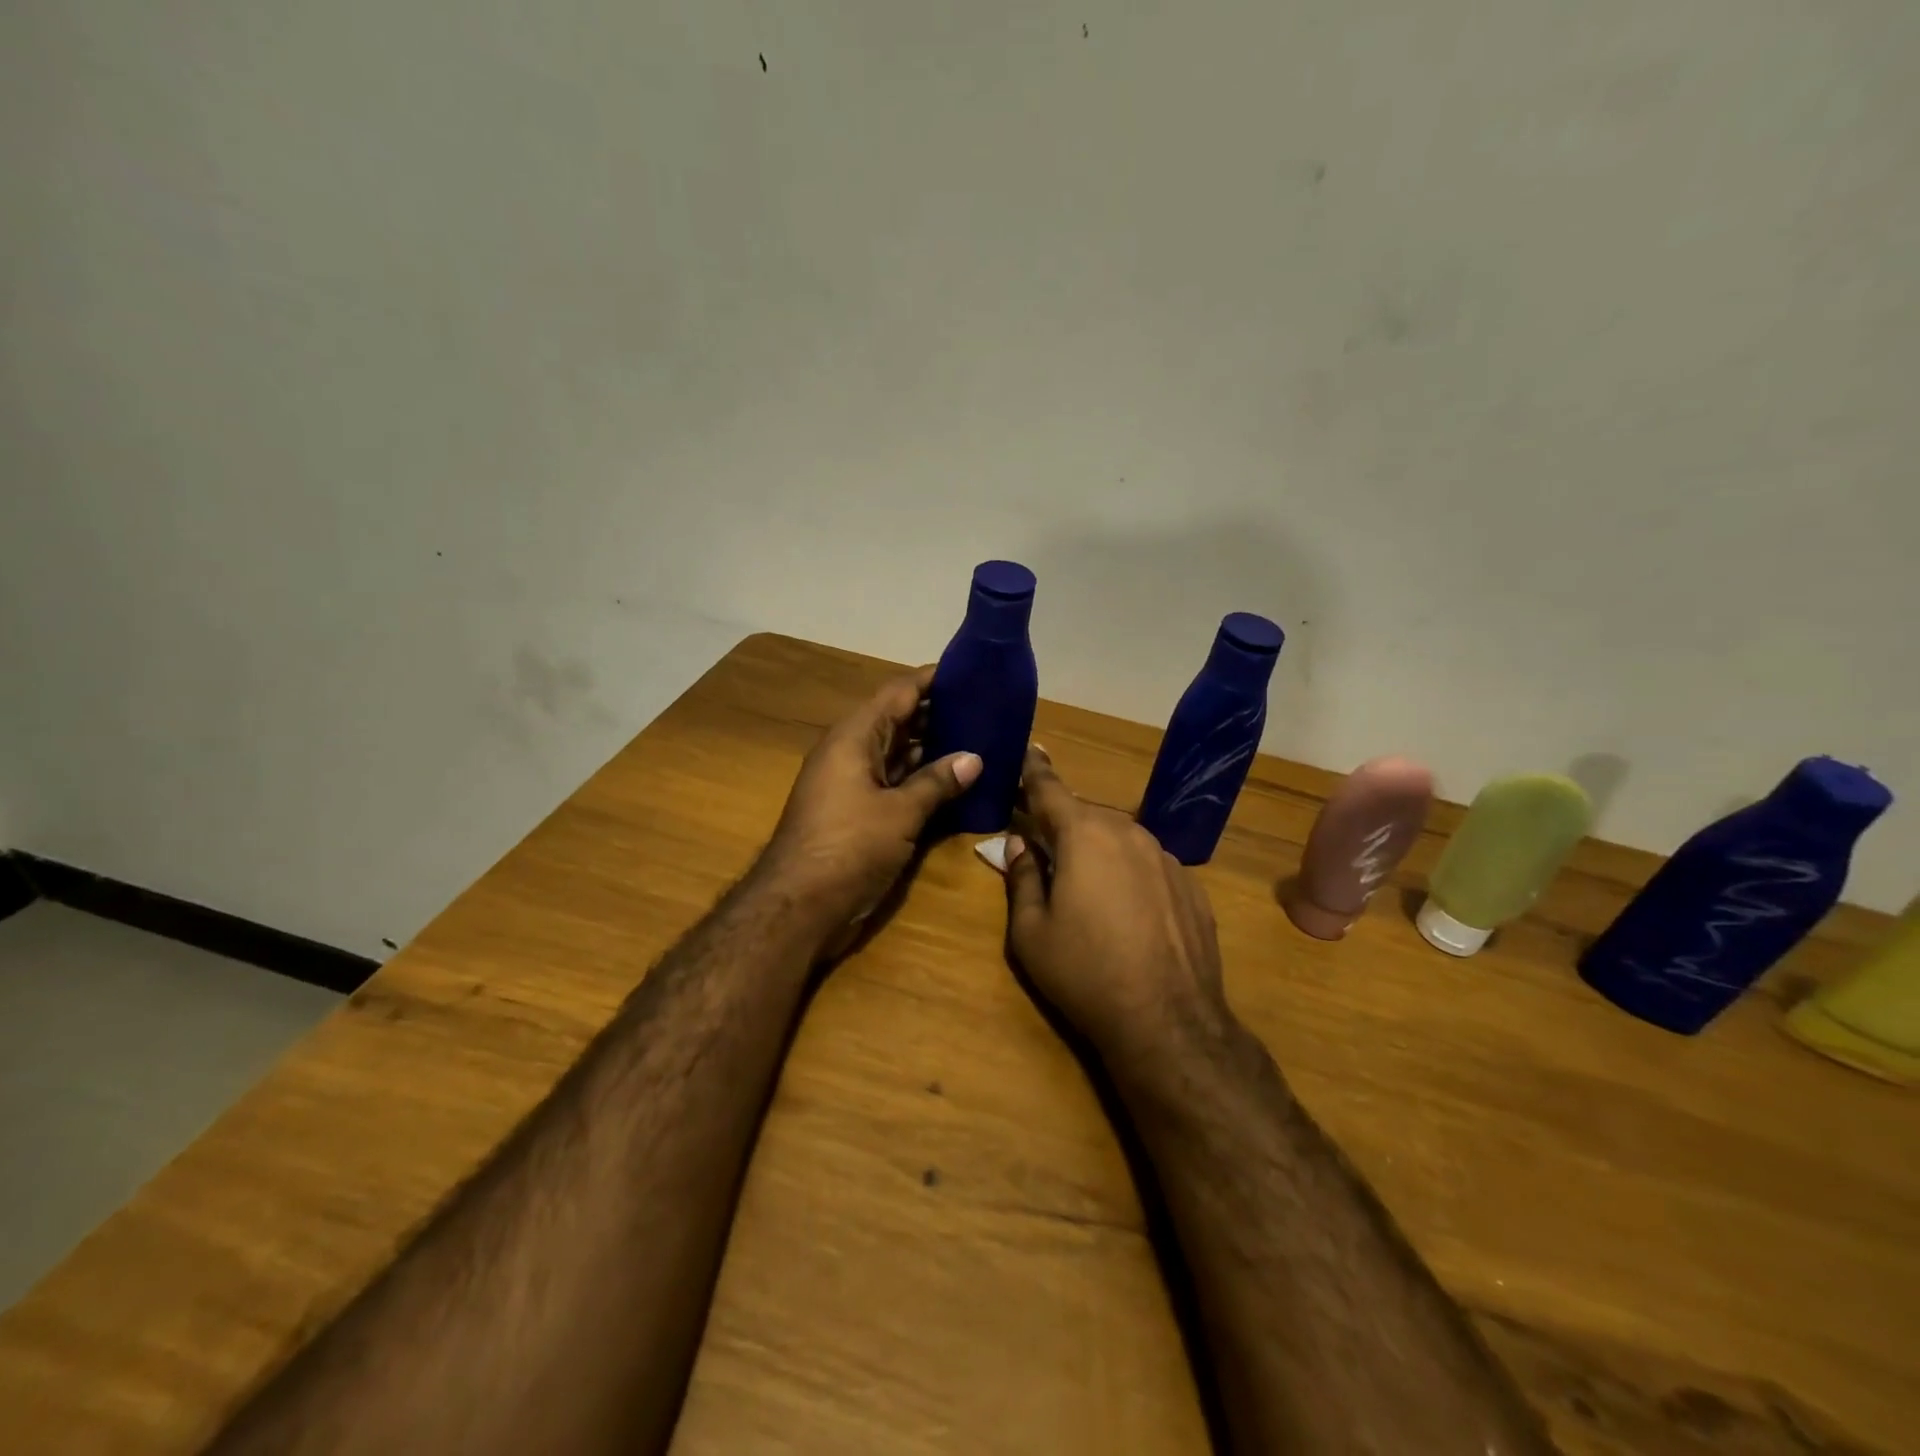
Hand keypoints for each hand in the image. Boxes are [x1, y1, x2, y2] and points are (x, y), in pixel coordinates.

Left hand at [756, 666, 980, 955]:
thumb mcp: (900, 813)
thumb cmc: (848, 847)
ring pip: (900, 754)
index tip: (971, 670)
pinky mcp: (859, 813)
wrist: (798, 906)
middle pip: (900, 721)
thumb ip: (937, 782)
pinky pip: (896, 783)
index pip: (899, 692)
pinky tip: (958, 783)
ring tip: (982, 740)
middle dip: (941, 714)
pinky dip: (923, 780)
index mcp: (855, 737)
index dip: (933, 679)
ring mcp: (854, 784)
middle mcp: (852, 753)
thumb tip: (974, 758)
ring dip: (935, 749)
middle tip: (988, 709)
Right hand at [1004, 745, 1234, 1075]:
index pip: (1050, 789)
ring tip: (1086, 888)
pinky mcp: (1191, 885)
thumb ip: (1022, 877)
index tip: (1027, 751)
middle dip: (1063, 826)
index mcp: (1084, 835)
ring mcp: (1166, 858)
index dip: (1033, 770)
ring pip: (1120, 839)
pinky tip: (1127, 913)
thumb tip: (1020, 844)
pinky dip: (1130, 874)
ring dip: (1099, 851)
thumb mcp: (1031, 932)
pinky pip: (1148, 865)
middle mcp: (1129, 833)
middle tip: (1044, 846)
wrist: (1168, 1022)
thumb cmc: (1085, 973)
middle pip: (1086, 816)